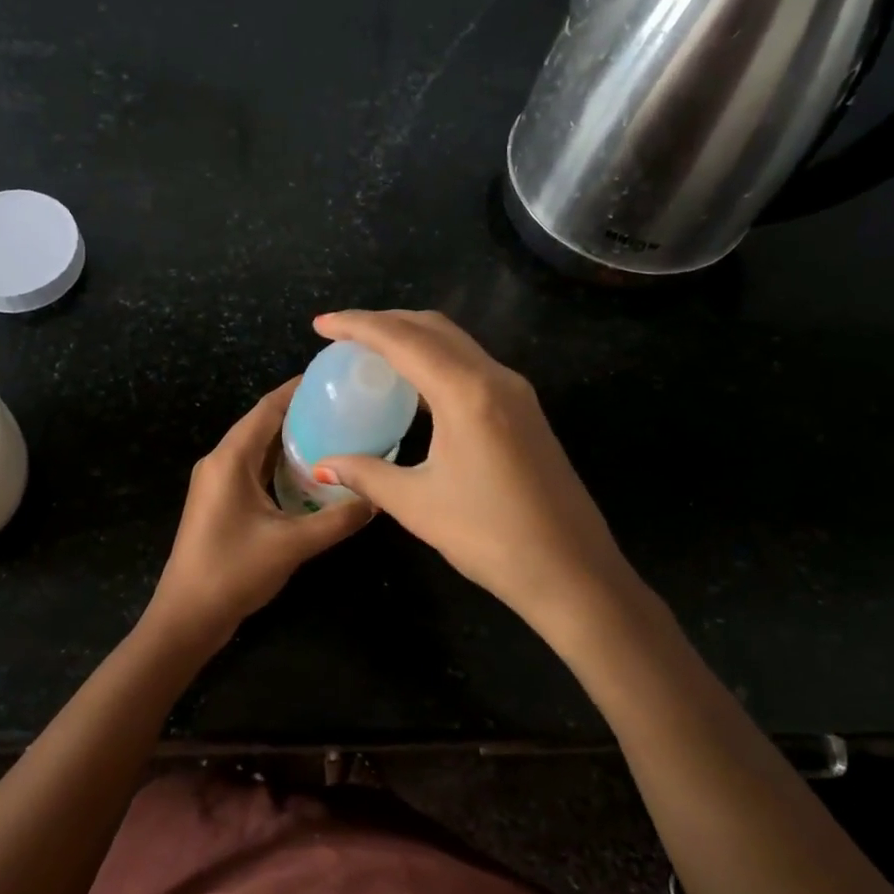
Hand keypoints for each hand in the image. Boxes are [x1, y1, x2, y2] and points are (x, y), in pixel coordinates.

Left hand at [147, 379, 373, 638]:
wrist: (187, 617)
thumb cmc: (233, 572)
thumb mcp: (292, 544)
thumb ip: (338, 519)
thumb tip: (377, 499)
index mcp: (230, 459)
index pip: (267, 408)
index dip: (298, 389)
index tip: (333, 378)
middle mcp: (220, 461)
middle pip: (263, 423)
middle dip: (301, 413)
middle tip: (345, 407)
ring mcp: (217, 482)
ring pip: (258, 447)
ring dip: (291, 439)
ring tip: (336, 432)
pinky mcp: (221, 502)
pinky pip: (254, 468)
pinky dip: (281, 463)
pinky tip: (311, 472)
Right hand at [310, 310, 643, 630]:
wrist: (572, 572)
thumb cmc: (491, 537)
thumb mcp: (418, 504)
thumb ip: (367, 474)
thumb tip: (323, 465)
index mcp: (467, 392)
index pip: (402, 340)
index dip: (357, 326)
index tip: (321, 325)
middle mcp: (495, 378)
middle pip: (433, 328)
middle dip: (385, 322)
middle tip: (343, 335)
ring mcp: (517, 393)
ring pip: (457, 344)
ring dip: (413, 338)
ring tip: (372, 353)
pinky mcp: (526, 411)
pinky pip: (473, 367)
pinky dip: (436, 362)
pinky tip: (416, 387)